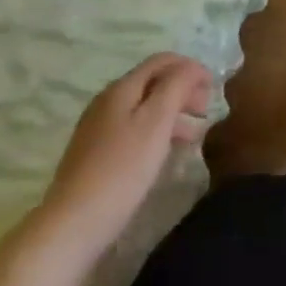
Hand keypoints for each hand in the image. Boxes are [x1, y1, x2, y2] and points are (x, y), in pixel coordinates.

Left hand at [30, 54, 211, 260]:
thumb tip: (191, 67)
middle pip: (152, 82)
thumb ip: (177, 86)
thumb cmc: (122, 168)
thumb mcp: (157, 121)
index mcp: (121, 88)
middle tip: (205, 111)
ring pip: (143, 108)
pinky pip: (133, 129)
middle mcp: (106, 101)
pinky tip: (165, 151)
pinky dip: (156, 132)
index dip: (190, 67)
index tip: (213, 87)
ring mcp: (97, 129)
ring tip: (194, 135)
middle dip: (183, 90)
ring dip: (173, 113)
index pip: (162, 61)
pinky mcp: (94, 154)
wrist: (72, 224)